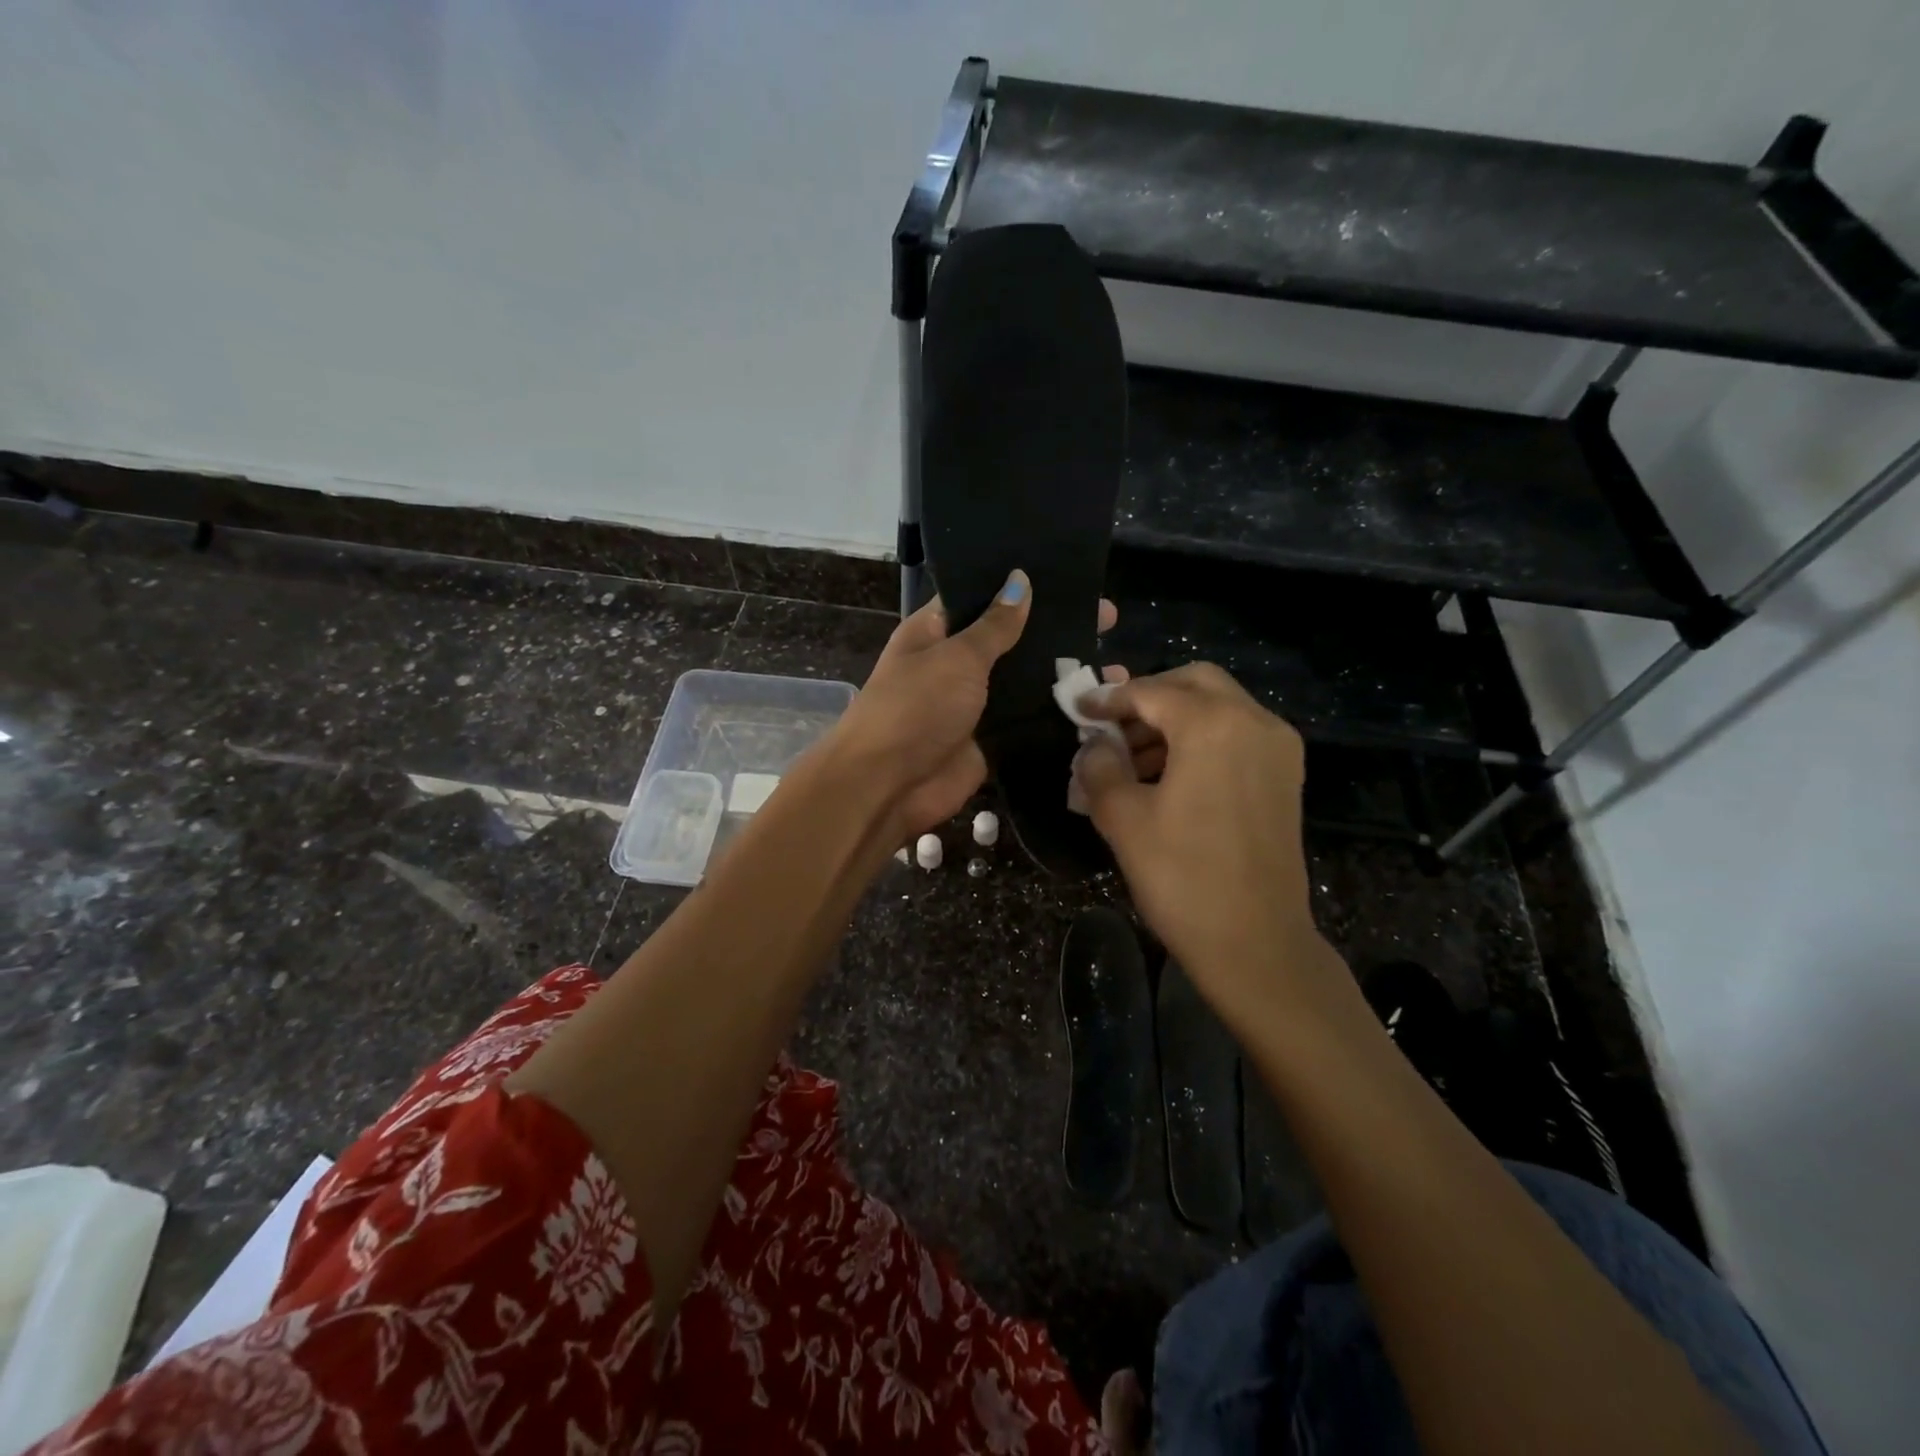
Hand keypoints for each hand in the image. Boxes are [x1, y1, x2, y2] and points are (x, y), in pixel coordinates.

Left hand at [830, 574, 1125, 841]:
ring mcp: (975, 704)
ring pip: (1026, 683)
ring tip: (1116, 666)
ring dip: (1064, 676)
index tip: (1068, 576)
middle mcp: (957, 664)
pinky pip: (1029, 722)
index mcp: (936, 632)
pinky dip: (1058, 715)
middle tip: (1107, 617)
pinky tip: (1100, 706)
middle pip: (1012, 640)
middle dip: (1054, 631)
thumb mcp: (956, 657)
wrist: (888, 786)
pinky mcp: (991, 739)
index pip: (982, 597)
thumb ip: (995, 625)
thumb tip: (1020, 581)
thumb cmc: (916, 708)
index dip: (1021, 586)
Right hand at [1072, 664, 1335, 1027]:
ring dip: (1173, 719)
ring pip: (1218, 708)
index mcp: (1213, 725)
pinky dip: (1200, 738)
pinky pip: (1236, 734)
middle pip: (1194, 683)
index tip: (1079, 708)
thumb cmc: (1182, 877)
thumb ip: (1099, 766)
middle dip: (1148, 696)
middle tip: (1110, 723)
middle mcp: (1255, 722)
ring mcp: (1277, 748)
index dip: (1109, 698)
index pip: (1152, 692)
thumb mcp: (1122, 818)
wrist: (1256, 943)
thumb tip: (1094, 745)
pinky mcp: (1285, 776)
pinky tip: (1166, 773)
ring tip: (1129, 757)